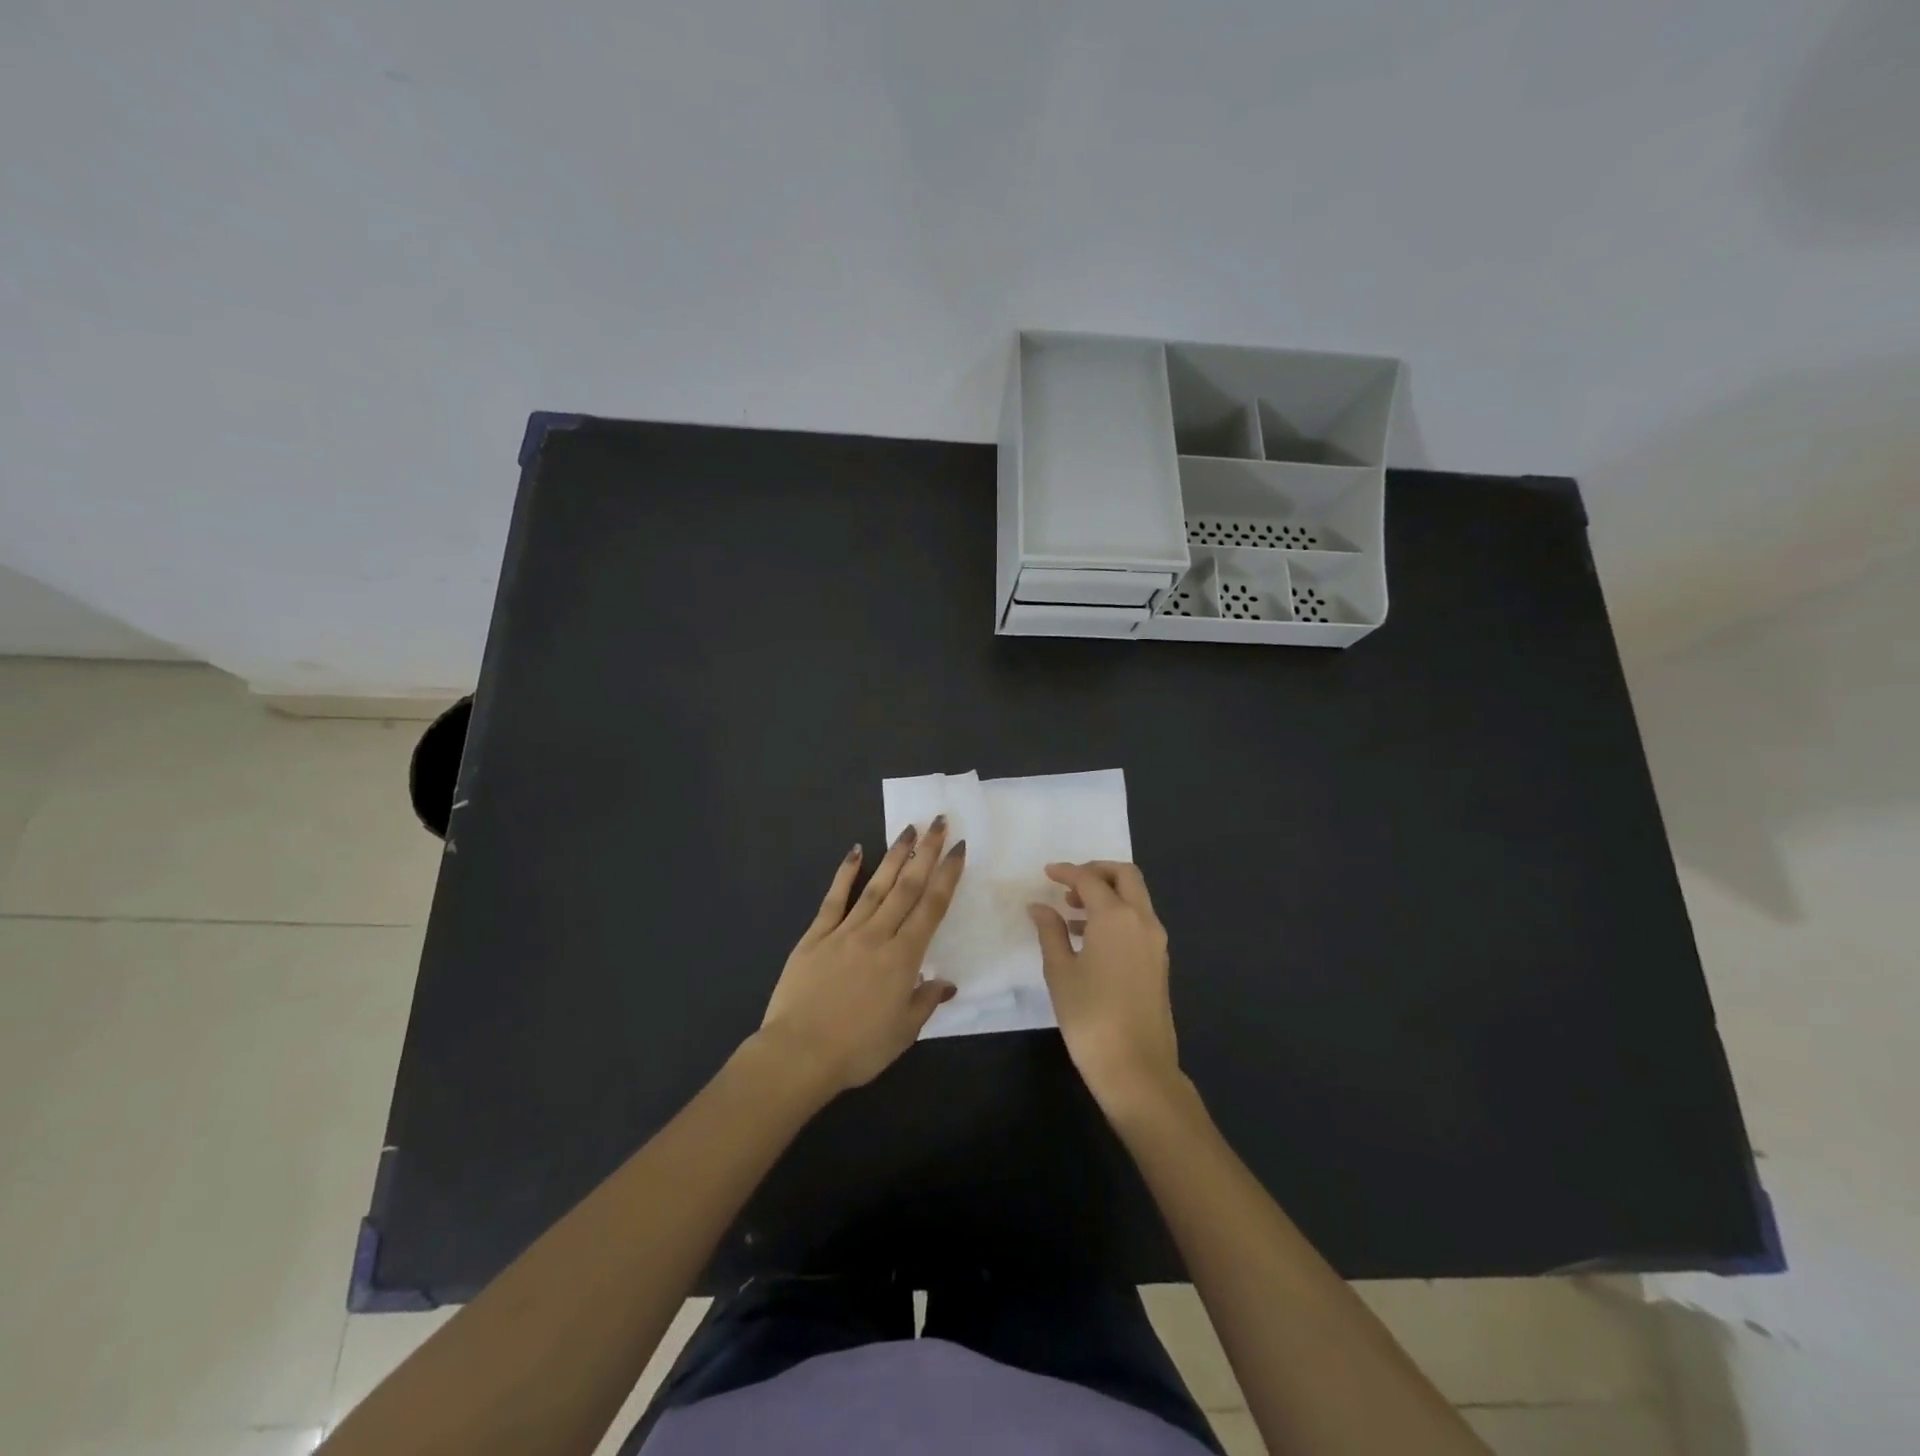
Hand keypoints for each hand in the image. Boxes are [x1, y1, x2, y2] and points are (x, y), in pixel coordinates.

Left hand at [758, 820, 965, 1096]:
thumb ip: (925, 1001)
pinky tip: (855, 851)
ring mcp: (844, 931)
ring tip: (908, 828)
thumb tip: (946, 982)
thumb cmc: (858, 1049)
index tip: (959, 848)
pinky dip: (845, 873)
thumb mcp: (903, 1032)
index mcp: (903, 958)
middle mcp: (878, 935)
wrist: (799, 1054)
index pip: (932, 907)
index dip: (947, 875)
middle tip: (939, 822)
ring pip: (876, 885)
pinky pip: (834, 899)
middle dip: (926, 852)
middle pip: (907, 887)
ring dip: (894, 855)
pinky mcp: (815, 936)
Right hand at [1029, 862, 1180, 1116]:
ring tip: (1072, 913)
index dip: (1066, 872)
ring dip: (1107, 894)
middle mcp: (1142, 920)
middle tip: (1068, 884)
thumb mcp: (1060, 972)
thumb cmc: (1090, 1016)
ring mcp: (1156, 942)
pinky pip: (1139, 921)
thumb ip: (1050, 932)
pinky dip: (1117, 916)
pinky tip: (1089, 939)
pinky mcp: (1159, 962)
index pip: (1089, 880)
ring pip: (1136, 898)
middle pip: (1125, 876)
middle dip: (1097, 871)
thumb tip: (1040, 907)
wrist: (1136, 1067)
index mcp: (1116, 916)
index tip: (1046, 873)